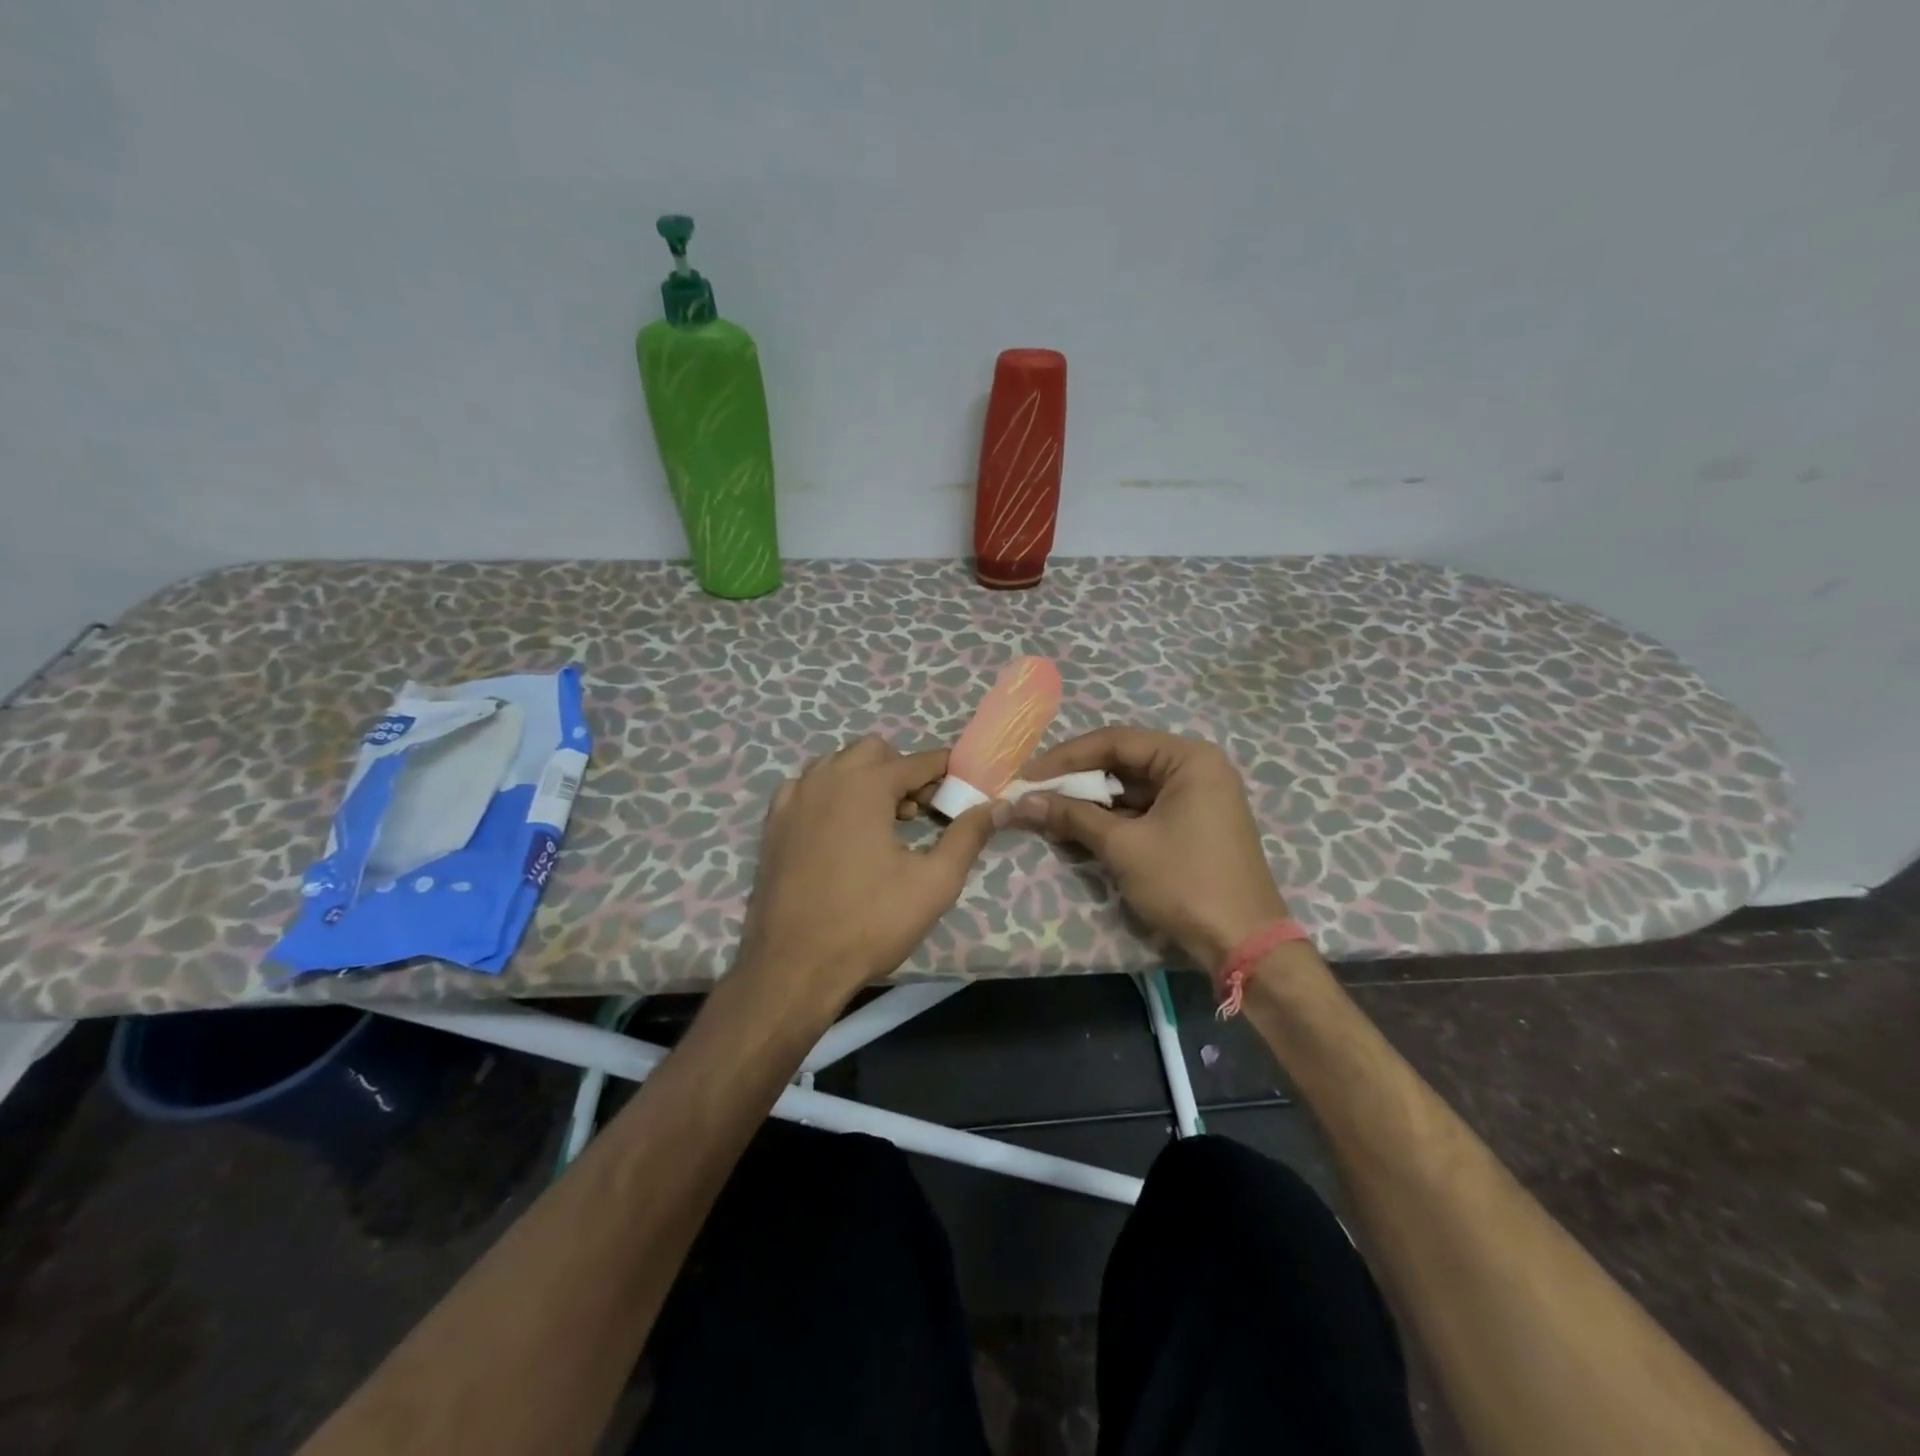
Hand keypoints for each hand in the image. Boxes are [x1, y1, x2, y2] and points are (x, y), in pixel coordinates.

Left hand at [735, 736, 999, 1014]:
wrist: (794, 966)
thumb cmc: (870, 922)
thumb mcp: (934, 882)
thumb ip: (968, 836)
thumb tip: (998, 805)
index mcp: (865, 784)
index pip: (918, 761)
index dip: (946, 774)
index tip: (962, 794)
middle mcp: (825, 778)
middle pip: (875, 752)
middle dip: (902, 772)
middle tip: (918, 815)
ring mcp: (793, 798)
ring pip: (838, 765)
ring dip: (866, 780)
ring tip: (881, 825)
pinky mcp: (774, 822)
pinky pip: (808, 788)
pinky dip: (831, 796)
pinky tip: (840, 833)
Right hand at [1010, 727, 1288, 968]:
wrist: (1243, 945)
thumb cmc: (1185, 883)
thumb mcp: (1123, 846)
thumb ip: (1072, 816)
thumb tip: (1022, 801)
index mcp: (1189, 759)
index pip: (1115, 741)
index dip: (1065, 757)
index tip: (1026, 774)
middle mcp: (1197, 768)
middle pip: (1123, 761)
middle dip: (1076, 778)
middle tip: (1033, 791)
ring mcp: (1198, 797)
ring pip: (1131, 787)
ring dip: (1090, 800)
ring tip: (1047, 809)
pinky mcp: (1193, 825)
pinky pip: (1144, 809)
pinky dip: (1111, 818)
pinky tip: (1077, 827)